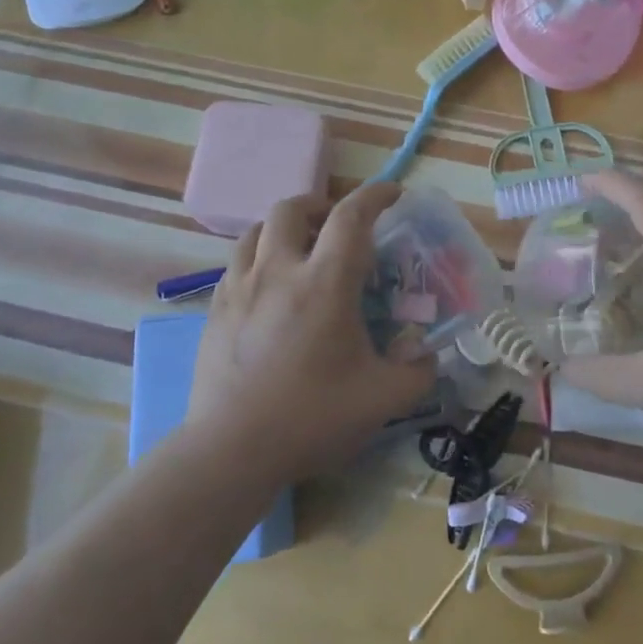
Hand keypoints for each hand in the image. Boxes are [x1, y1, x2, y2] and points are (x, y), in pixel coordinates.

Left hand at [188, 182, 435, 481]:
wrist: (231, 450)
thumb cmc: (312, 417)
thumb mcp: (384, 398)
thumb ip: (418, 371)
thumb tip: (427, 354)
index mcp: (324, 283)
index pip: (352, 217)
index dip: (376, 195)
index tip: (393, 193)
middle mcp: (278, 272)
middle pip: (291, 208)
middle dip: (320, 205)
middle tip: (338, 226)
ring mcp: (239, 288)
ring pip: (256, 231)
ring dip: (284, 229)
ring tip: (301, 251)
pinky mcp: (215, 310)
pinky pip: (237, 264)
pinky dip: (260, 258)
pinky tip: (270, 290)